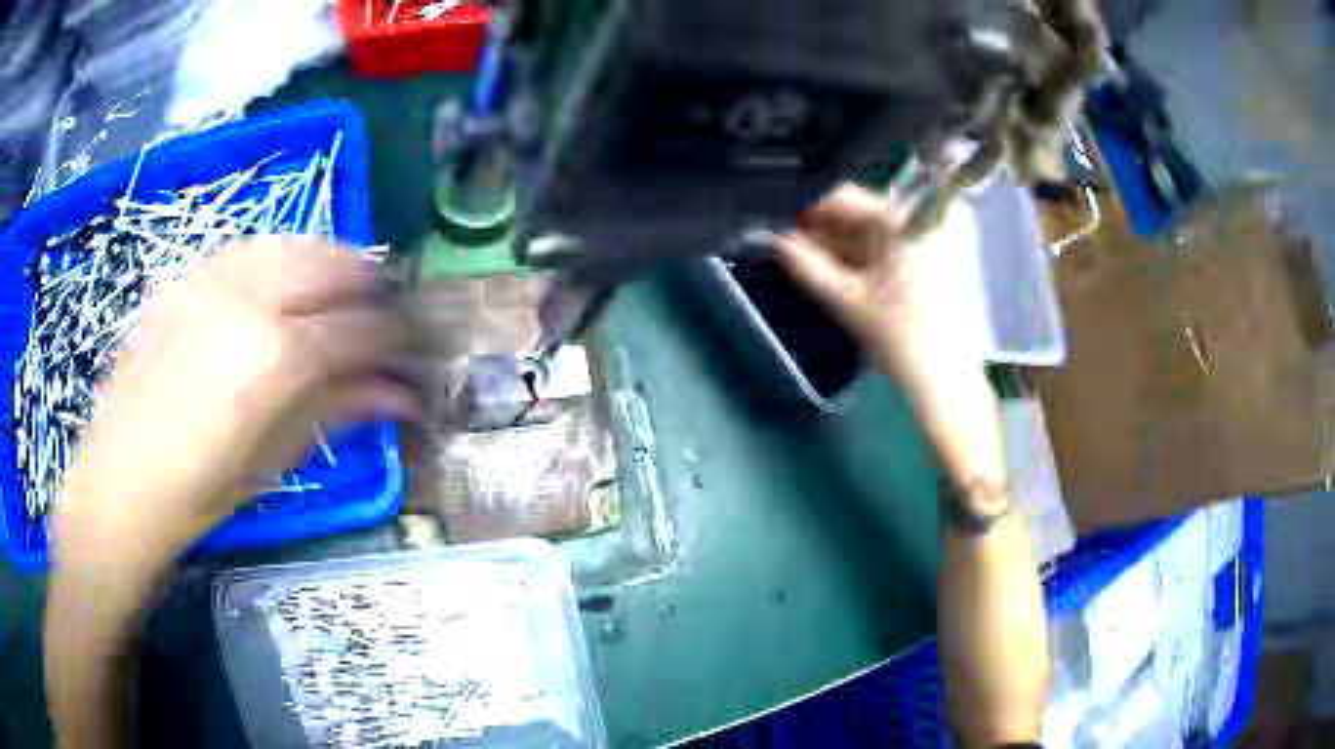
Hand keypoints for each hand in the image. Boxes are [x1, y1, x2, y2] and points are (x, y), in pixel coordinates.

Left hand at [52, 237, 418, 574]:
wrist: (122, 478)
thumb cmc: (202, 490)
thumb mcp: (278, 457)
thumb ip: (341, 408)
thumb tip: (404, 396)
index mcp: (278, 358)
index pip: (363, 328)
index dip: (398, 339)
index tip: (413, 354)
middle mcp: (252, 299)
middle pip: (336, 266)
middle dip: (371, 291)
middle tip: (380, 322)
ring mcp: (217, 277)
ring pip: (298, 243)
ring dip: (331, 264)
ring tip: (339, 296)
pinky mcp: (192, 274)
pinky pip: (255, 246)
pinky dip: (285, 256)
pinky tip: (286, 282)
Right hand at [774, 183, 988, 404]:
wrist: (950, 382)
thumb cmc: (899, 337)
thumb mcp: (847, 299)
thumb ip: (806, 265)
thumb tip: (776, 242)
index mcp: (905, 218)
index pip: (846, 198)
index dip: (812, 215)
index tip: (789, 233)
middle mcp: (929, 215)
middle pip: (867, 213)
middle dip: (831, 232)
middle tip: (801, 253)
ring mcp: (946, 236)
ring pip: (885, 230)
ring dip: (852, 246)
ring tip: (822, 267)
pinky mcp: (954, 258)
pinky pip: (906, 244)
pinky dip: (879, 256)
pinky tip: (856, 275)